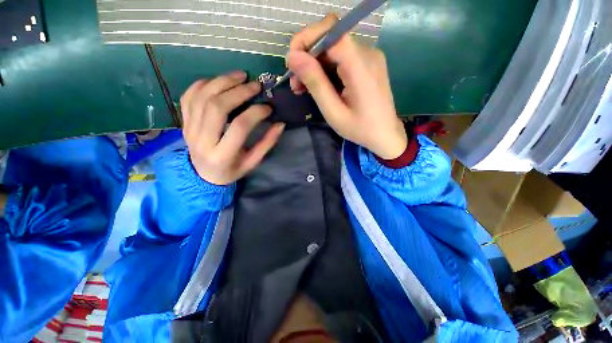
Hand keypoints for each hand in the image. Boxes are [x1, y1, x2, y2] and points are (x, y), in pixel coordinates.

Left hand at [181, 71, 284, 184]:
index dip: (256, 113)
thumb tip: (280, 124)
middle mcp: (202, 140)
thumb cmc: (231, 170)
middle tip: (255, 85)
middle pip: (217, 106)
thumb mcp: (252, 162)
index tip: (268, 107)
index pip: (239, 126)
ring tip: (240, 76)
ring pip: (202, 97)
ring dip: (222, 81)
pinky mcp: (184, 122)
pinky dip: (203, 84)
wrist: (203, 175)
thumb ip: (266, 143)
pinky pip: (188, 97)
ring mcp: (189, 129)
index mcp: (223, 155)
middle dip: (238, 91)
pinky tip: (218, 81)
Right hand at [286, 14, 406, 159]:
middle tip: (296, 84)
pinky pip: (341, 58)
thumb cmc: (360, 129)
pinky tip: (319, 86)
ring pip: (333, 49)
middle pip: (330, 39)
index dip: (306, 39)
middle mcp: (367, 53)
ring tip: (303, 88)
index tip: (292, 62)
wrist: (385, 134)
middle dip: (307, 58)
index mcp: (360, 66)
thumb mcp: (333, 112)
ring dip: (314, 66)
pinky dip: (325, 69)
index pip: (330, 31)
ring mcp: (369, 57)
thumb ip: (315, 83)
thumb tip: (292, 57)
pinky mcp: (367, 64)